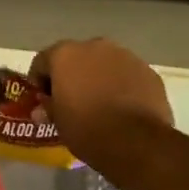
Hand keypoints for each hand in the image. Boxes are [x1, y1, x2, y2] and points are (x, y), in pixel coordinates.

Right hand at [29, 38, 172, 164]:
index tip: (43, 100)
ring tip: (101, 104)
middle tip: (72, 100)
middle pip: (76, 57)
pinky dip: (122, 85)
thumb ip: (49, 108)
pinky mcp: (148, 71)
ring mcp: (124, 56)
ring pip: (104, 63)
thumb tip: (41, 109)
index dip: (40, 81)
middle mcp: (94, 46)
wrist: (138, 143)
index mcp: (64, 54)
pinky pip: (127, 75)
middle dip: (72, 75)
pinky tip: (123, 107)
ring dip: (98, 78)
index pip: (42, 61)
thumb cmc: (87, 129)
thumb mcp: (59, 123)